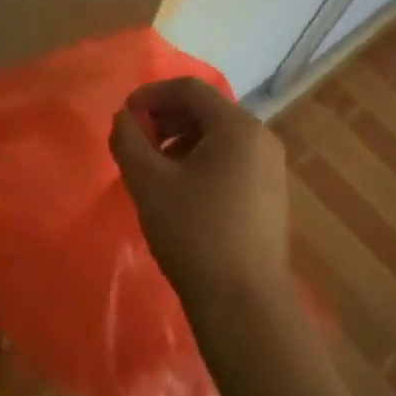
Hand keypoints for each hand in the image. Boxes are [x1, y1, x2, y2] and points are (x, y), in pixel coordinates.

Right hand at [110, 77, 292, 323]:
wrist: (245, 306)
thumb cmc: (195, 233)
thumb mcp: (148, 181)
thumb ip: (128, 139)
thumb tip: (124, 119)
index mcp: (237, 126)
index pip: (189, 88)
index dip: (151, 95)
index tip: (125, 115)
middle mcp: (261, 138)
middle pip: (206, 110)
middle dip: (165, 118)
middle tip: (136, 141)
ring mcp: (271, 168)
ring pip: (218, 136)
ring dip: (180, 140)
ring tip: (154, 168)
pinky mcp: (271, 196)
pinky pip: (231, 159)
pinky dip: (201, 160)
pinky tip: (181, 190)